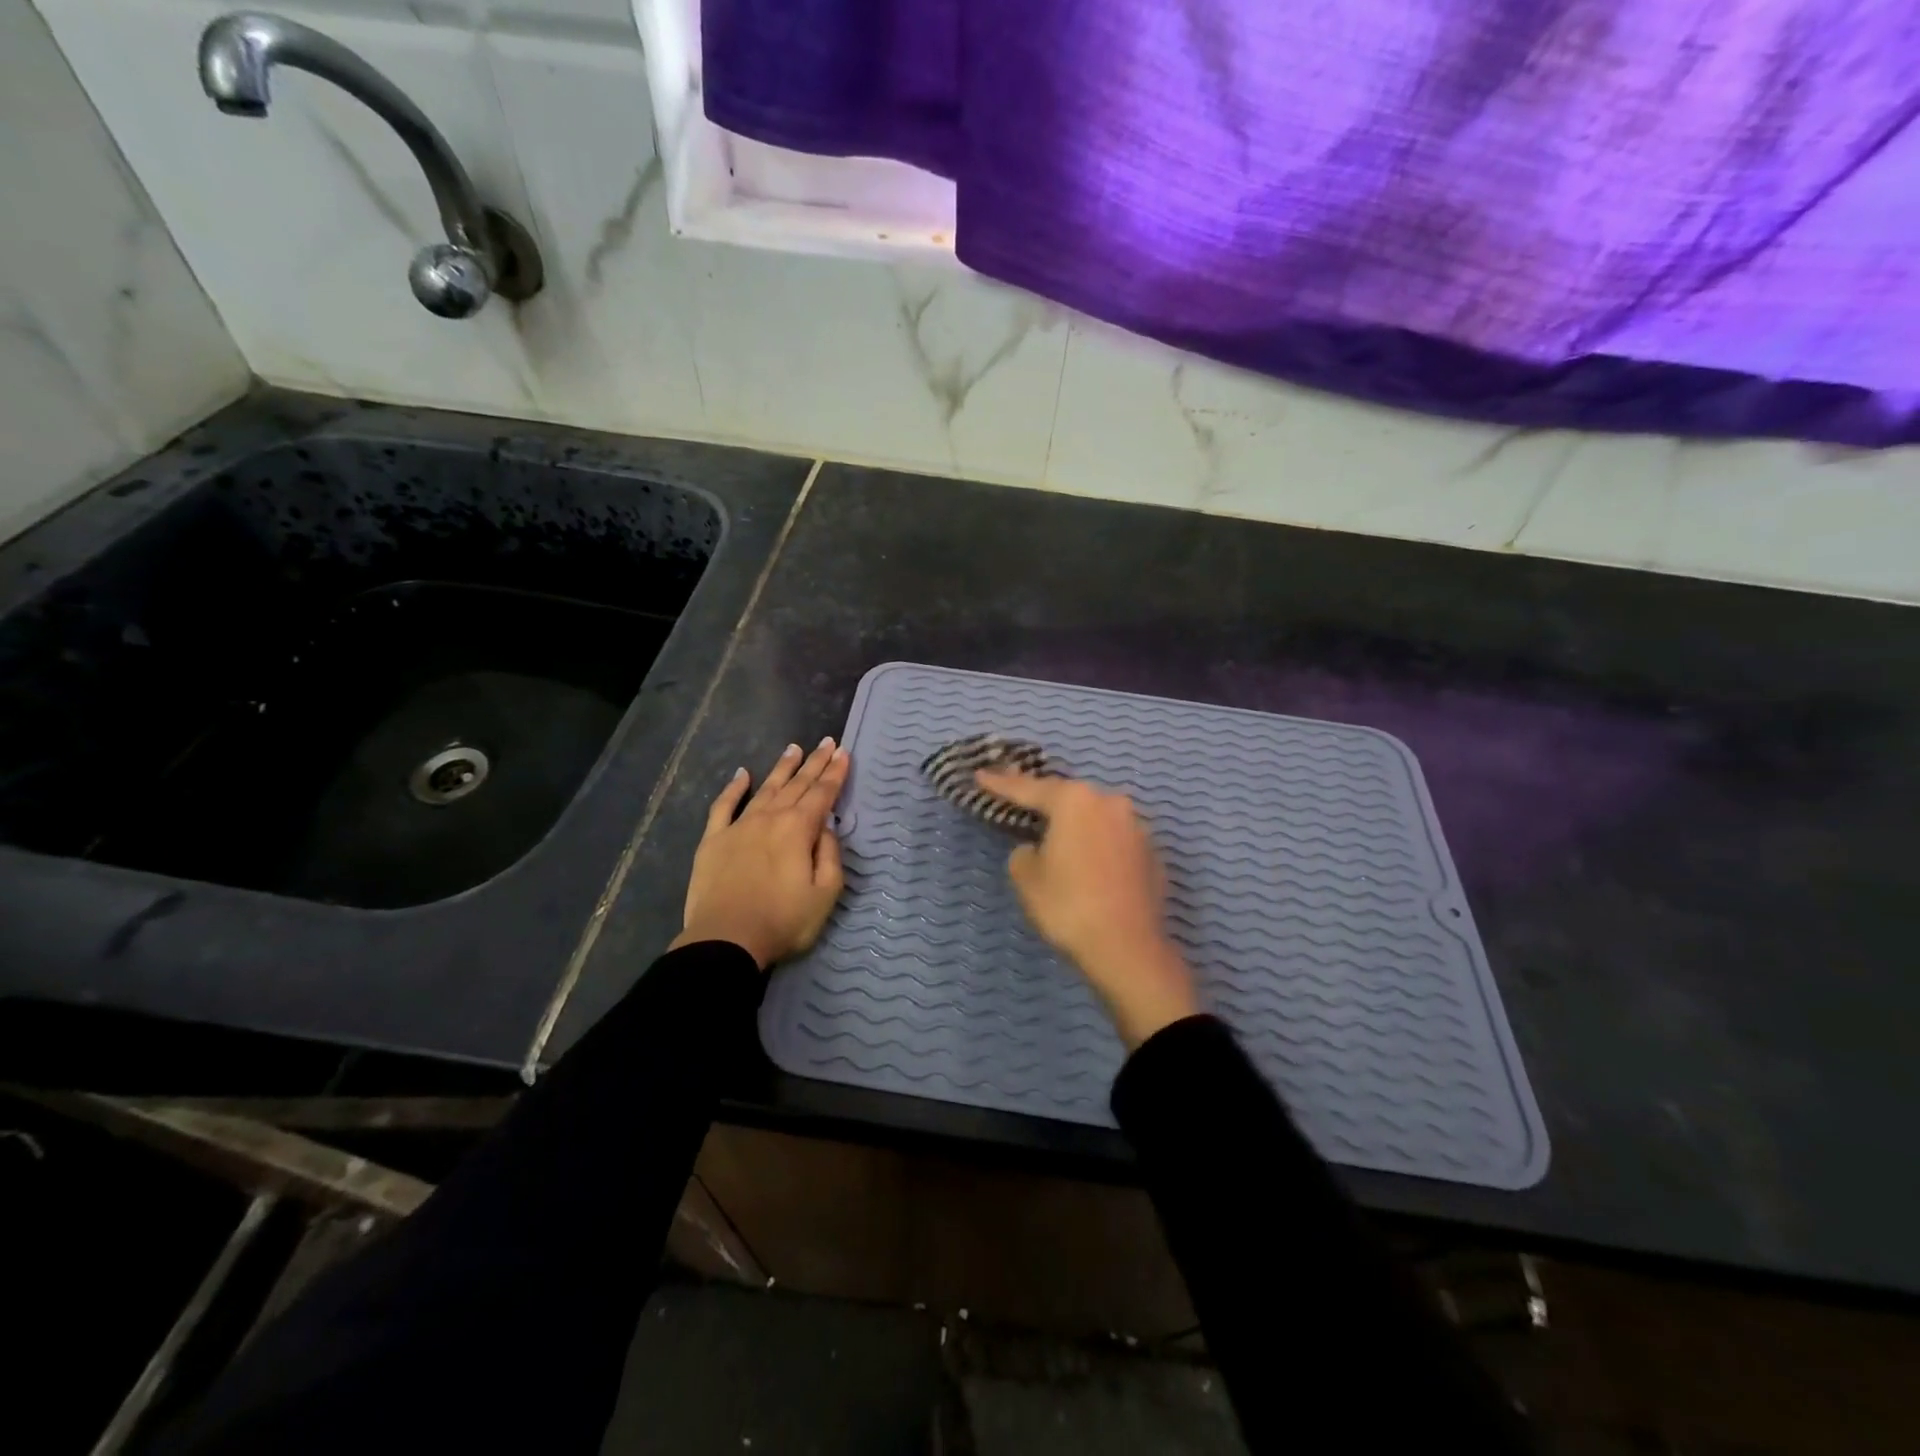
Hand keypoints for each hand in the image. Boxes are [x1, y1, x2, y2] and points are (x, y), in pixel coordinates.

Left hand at [673, 738, 849, 968]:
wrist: (726, 940)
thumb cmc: (783, 921)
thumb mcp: (825, 893)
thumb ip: (830, 855)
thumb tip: (825, 828)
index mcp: (799, 829)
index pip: (822, 794)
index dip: (835, 773)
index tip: (844, 752)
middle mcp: (770, 818)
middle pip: (797, 784)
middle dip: (815, 763)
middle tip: (827, 742)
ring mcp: (739, 826)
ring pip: (765, 788)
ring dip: (782, 768)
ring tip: (794, 749)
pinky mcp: (713, 839)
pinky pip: (724, 806)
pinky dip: (734, 787)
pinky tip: (742, 774)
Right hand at [976, 770, 1199, 1048]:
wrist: (1128, 948)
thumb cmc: (1068, 906)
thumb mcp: (1026, 877)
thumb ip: (1024, 852)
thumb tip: (1038, 850)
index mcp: (1075, 801)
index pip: (1029, 788)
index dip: (1001, 783)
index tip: (981, 775)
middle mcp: (1109, 803)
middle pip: (1069, 798)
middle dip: (1045, 801)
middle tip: (1021, 802)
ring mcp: (1136, 827)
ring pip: (1096, 817)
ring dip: (1076, 825)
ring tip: (1057, 837)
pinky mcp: (1152, 853)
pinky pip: (1115, 840)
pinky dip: (1098, 847)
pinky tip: (1088, 865)